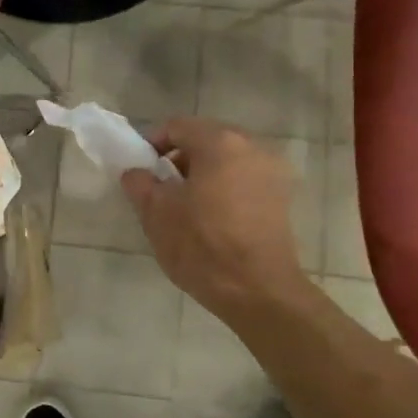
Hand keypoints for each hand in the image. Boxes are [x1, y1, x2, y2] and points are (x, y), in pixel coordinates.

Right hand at [121, 118, 308, 320]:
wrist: (259, 291)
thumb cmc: (203, 246)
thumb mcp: (157, 214)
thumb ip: (140, 184)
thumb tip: (136, 172)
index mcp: (220, 142)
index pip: (177, 126)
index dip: (152, 143)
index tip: (139, 169)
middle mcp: (251, 146)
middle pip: (205, 139)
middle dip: (179, 158)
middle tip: (160, 187)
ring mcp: (272, 171)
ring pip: (227, 160)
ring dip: (202, 173)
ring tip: (184, 205)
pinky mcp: (281, 197)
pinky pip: (244, 179)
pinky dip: (224, 187)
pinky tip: (211, 217)